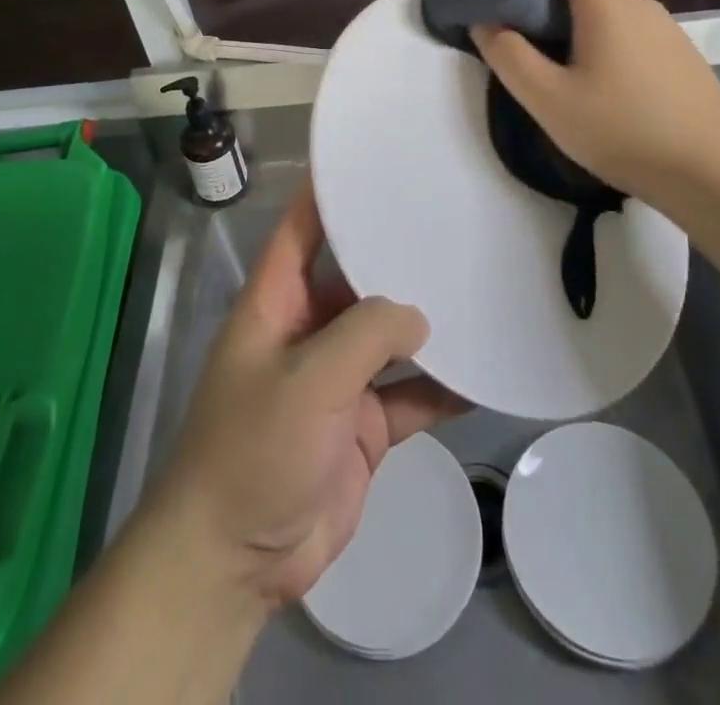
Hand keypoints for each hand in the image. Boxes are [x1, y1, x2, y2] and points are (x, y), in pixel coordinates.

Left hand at [145, 182, 463, 610]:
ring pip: (388, 336)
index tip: (370, 160)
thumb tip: (419, 314)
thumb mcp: (309, 379)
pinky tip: (481, 371)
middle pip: (356, 278)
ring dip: (425, 323)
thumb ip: (366, 335)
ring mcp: (338, 378)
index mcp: (277, 301)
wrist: (237, 559)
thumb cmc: (255, 448)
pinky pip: (408, 393)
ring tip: (477, 286)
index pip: (302, 229)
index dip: (327, 192)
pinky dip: (440, 386)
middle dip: (395, 255)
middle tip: (451, 222)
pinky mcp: (362, 425)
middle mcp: (308, 328)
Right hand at [470, 0, 719, 204]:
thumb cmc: (622, 130)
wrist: (713, 175)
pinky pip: (631, 32)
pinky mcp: (682, 58)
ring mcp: (668, 32)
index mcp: (608, 5)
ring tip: (552, 60)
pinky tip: (596, 84)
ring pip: (610, 9)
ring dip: (575, 19)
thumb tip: (485, 22)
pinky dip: (602, 38)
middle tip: (517, 25)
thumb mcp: (548, 99)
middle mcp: (641, 6)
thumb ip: (509, 56)